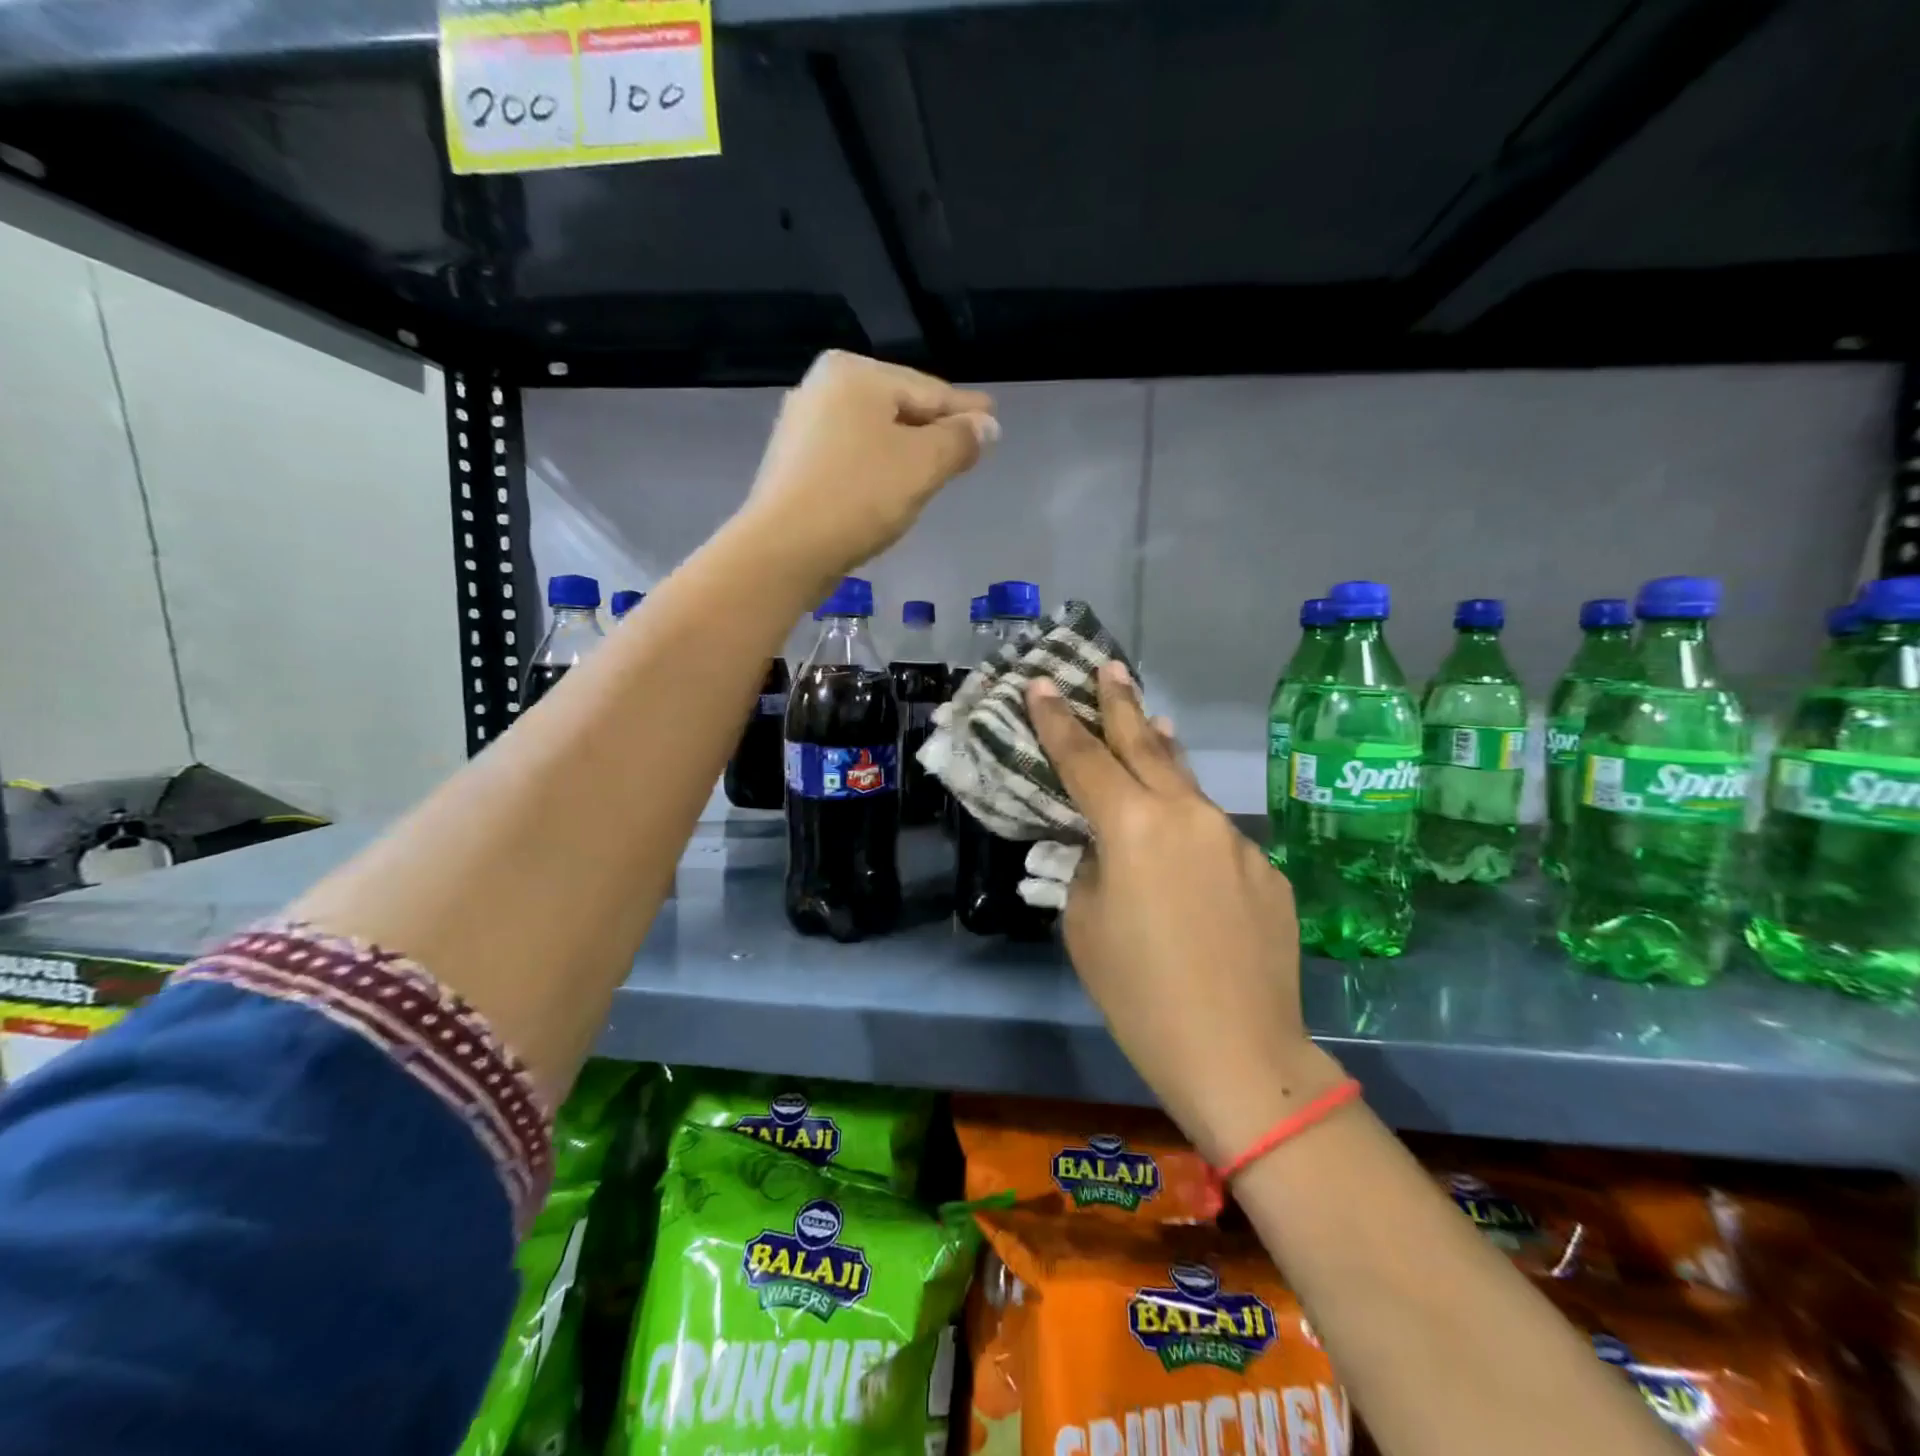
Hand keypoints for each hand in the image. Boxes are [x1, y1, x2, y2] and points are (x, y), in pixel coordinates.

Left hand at [739, 351, 996, 586]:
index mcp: (855, 374)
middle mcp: (822, 388)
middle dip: (933, 428)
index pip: (928, 390)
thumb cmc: (860, 496)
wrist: (785, 549)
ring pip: (873, 435)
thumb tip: (987, 425)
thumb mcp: (923, 465)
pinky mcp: (794, 467)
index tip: (992, 414)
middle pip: (898, 409)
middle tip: (967, 442)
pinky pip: (852, 459)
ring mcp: (802, 428)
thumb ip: (959, 440)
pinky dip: (877, 468)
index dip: (964, 409)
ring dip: (906, 450)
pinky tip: (890, 486)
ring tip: (935, 466)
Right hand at [1027, 664, 1344, 1164]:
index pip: (1084, 758)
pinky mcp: (1265, 868)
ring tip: (1149, 721)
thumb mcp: (1085, 925)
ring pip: (1187, 785)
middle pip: (1145, 746)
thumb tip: (1108, 848)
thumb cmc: (1139, 994)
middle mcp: (1188, 815)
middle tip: (1108, 668)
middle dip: (1121, 704)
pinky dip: (1191, 827)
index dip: (1058, 721)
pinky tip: (1185, 853)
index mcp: (1133, 826)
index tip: (1042, 685)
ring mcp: (1235, 838)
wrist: (1239, 1052)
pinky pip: (1216, 835)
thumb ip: (1091, 868)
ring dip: (1162, 753)